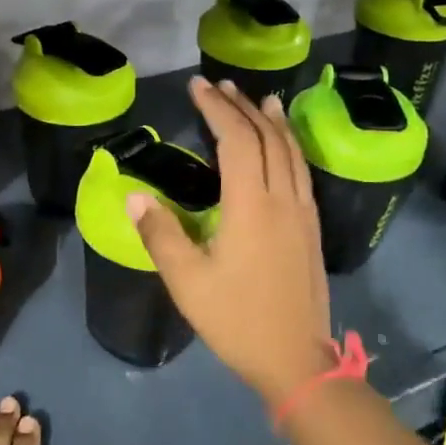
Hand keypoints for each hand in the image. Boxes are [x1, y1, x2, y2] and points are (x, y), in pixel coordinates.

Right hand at [128, 78, 338, 406]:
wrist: (297, 360)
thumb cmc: (237, 320)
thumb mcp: (187, 281)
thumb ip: (160, 234)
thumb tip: (134, 194)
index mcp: (251, 205)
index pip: (236, 139)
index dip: (217, 107)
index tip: (198, 85)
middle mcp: (282, 198)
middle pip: (266, 137)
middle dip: (242, 106)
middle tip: (220, 84)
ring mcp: (303, 212)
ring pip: (290, 151)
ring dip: (271, 121)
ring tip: (259, 99)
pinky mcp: (312, 227)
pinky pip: (301, 170)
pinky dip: (289, 145)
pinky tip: (283, 146)